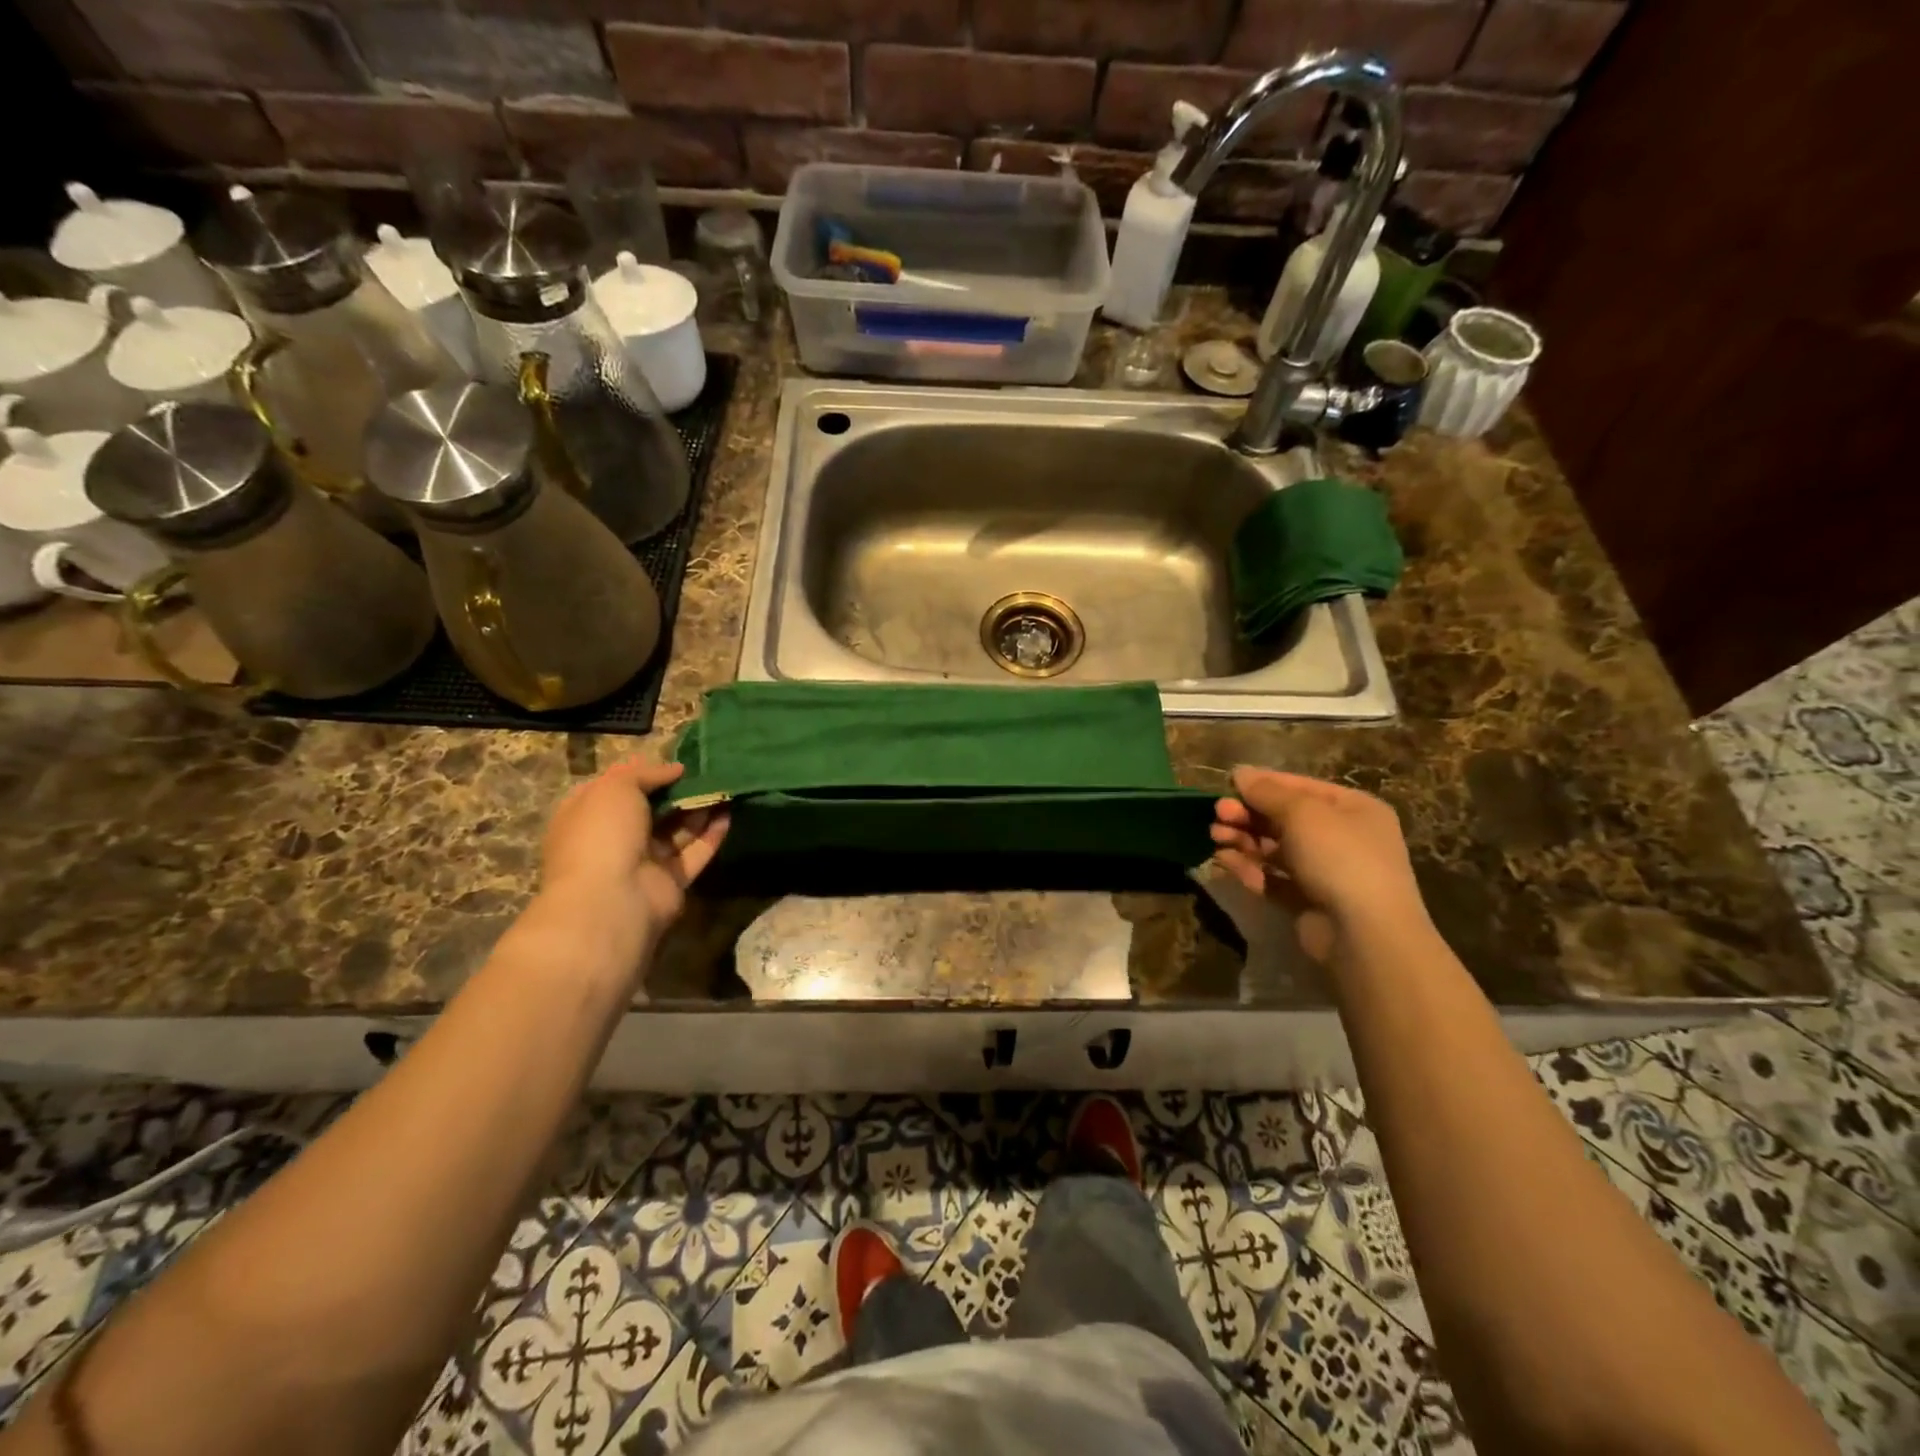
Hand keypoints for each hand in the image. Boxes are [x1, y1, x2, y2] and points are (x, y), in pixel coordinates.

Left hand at [538, 757, 729, 960]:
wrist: (611, 899)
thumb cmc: (603, 834)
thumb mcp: (616, 788)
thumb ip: (645, 774)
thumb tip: (675, 769)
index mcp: (587, 816)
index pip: (615, 789)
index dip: (642, 773)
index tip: (672, 761)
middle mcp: (614, 839)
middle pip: (650, 810)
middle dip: (676, 790)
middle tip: (706, 772)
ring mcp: (643, 862)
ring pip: (675, 830)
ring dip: (698, 808)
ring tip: (723, 785)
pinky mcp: (671, 881)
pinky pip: (694, 853)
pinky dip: (711, 834)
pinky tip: (729, 813)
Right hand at [1211, 766, 1429, 963]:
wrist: (1364, 933)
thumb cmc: (1340, 856)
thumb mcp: (1302, 812)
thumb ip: (1267, 792)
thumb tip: (1240, 773)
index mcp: (1353, 809)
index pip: (1300, 788)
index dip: (1263, 784)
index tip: (1227, 784)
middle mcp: (1343, 838)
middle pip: (1284, 819)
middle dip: (1248, 815)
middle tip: (1217, 813)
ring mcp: (1326, 873)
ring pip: (1275, 849)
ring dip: (1243, 840)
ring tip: (1214, 837)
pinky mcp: (1308, 902)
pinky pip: (1273, 879)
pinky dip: (1249, 869)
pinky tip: (1222, 861)